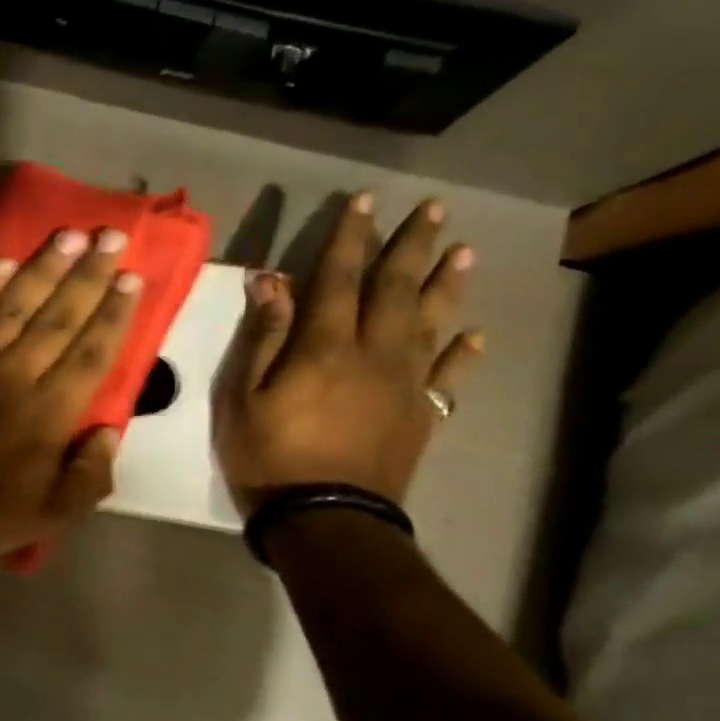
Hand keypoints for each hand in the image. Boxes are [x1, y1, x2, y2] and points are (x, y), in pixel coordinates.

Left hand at [0, 227, 142, 564]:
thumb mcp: (46, 518)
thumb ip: (88, 479)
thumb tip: (109, 433)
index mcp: (48, 413)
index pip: (91, 352)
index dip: (114, 313)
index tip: (133, 277)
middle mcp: (16, 373)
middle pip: (60, 315)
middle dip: (91, 274)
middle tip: (113, 236)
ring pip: (16, 302)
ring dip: (46, 266)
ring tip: (71, 235)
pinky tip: (4, 261)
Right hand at [212, 192, 482, 514]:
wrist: (325, 520)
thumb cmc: (270, 458)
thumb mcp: (244, 397)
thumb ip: (263, 337)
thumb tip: (272, 280)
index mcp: (326, 347)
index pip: (340, 278)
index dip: (350, 237)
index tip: (364, 200)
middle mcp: (374, 355)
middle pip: (396, 290)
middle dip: (411, 246)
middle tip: (435, 208)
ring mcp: (405, 386)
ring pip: (431, 324)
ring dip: (447, 285)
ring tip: (464, 251)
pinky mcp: (420, 417)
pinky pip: (448, 379)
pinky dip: (462, 355)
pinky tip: (475, 336)